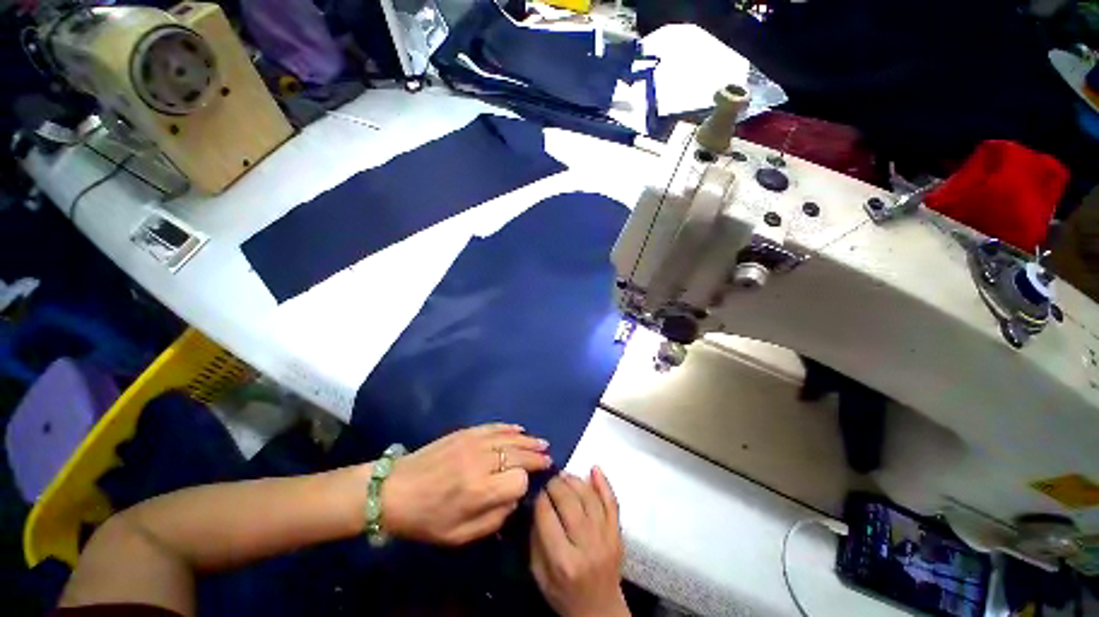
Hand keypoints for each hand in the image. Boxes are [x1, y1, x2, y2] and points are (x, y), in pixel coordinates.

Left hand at [381, 423, 551, 545]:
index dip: (525, 484)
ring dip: (528, 441)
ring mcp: (473, 442)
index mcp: (479, 491)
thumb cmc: (426, 519)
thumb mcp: (459, 536)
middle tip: (548, 458)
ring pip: (510, 438)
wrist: (394, 490)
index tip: (524, 489)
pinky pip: (494, 427)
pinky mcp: (465, 432)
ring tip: (542, 444)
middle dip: (535, 457)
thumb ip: (494, 520)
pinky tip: (520, 430)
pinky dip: (509, 428)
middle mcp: (480, 462)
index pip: (518, 480)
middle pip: (518, 455)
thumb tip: (514, 500)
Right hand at [531, 468, 628, 616]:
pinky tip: (594, 468)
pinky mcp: (618, 533)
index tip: (537, 492)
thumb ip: (536, 541)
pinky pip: (612, 502)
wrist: (601, 611)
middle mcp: (586, 546)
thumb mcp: (540, 576)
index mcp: (563, 561)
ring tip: (564, 475)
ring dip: (575, 481)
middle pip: (569, 503)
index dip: (541, 499)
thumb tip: (537, 505)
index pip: (548, 517)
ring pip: (589, 498)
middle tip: (550, 481)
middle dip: (556, 485)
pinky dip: (604, 483)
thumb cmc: (565, 595)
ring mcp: (606, 537)